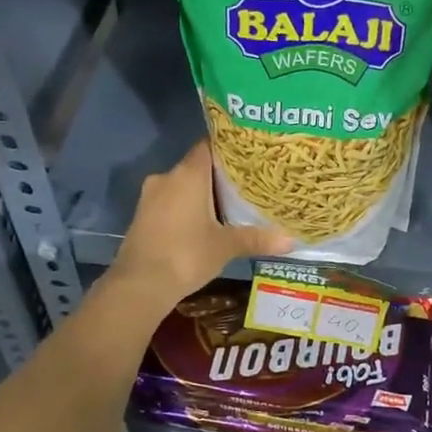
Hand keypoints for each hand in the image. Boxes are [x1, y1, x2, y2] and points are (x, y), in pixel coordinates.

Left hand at [112, 141, 293, 307]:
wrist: (140, 285)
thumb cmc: (186, 255)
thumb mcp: (226, 246)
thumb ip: (257, 238)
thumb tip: (291, 240)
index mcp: (188, 174)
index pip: (209, 146)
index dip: (229, 148)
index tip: (250, 154)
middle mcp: (167, 177)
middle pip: (198, 166)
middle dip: (221, 175)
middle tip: (248, 183)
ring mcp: (150, 197)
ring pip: (183, 186)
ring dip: (203, 194)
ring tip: (231, 204)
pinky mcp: (143, 216)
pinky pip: (171, 202)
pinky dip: (188, 207)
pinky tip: (205, 222)